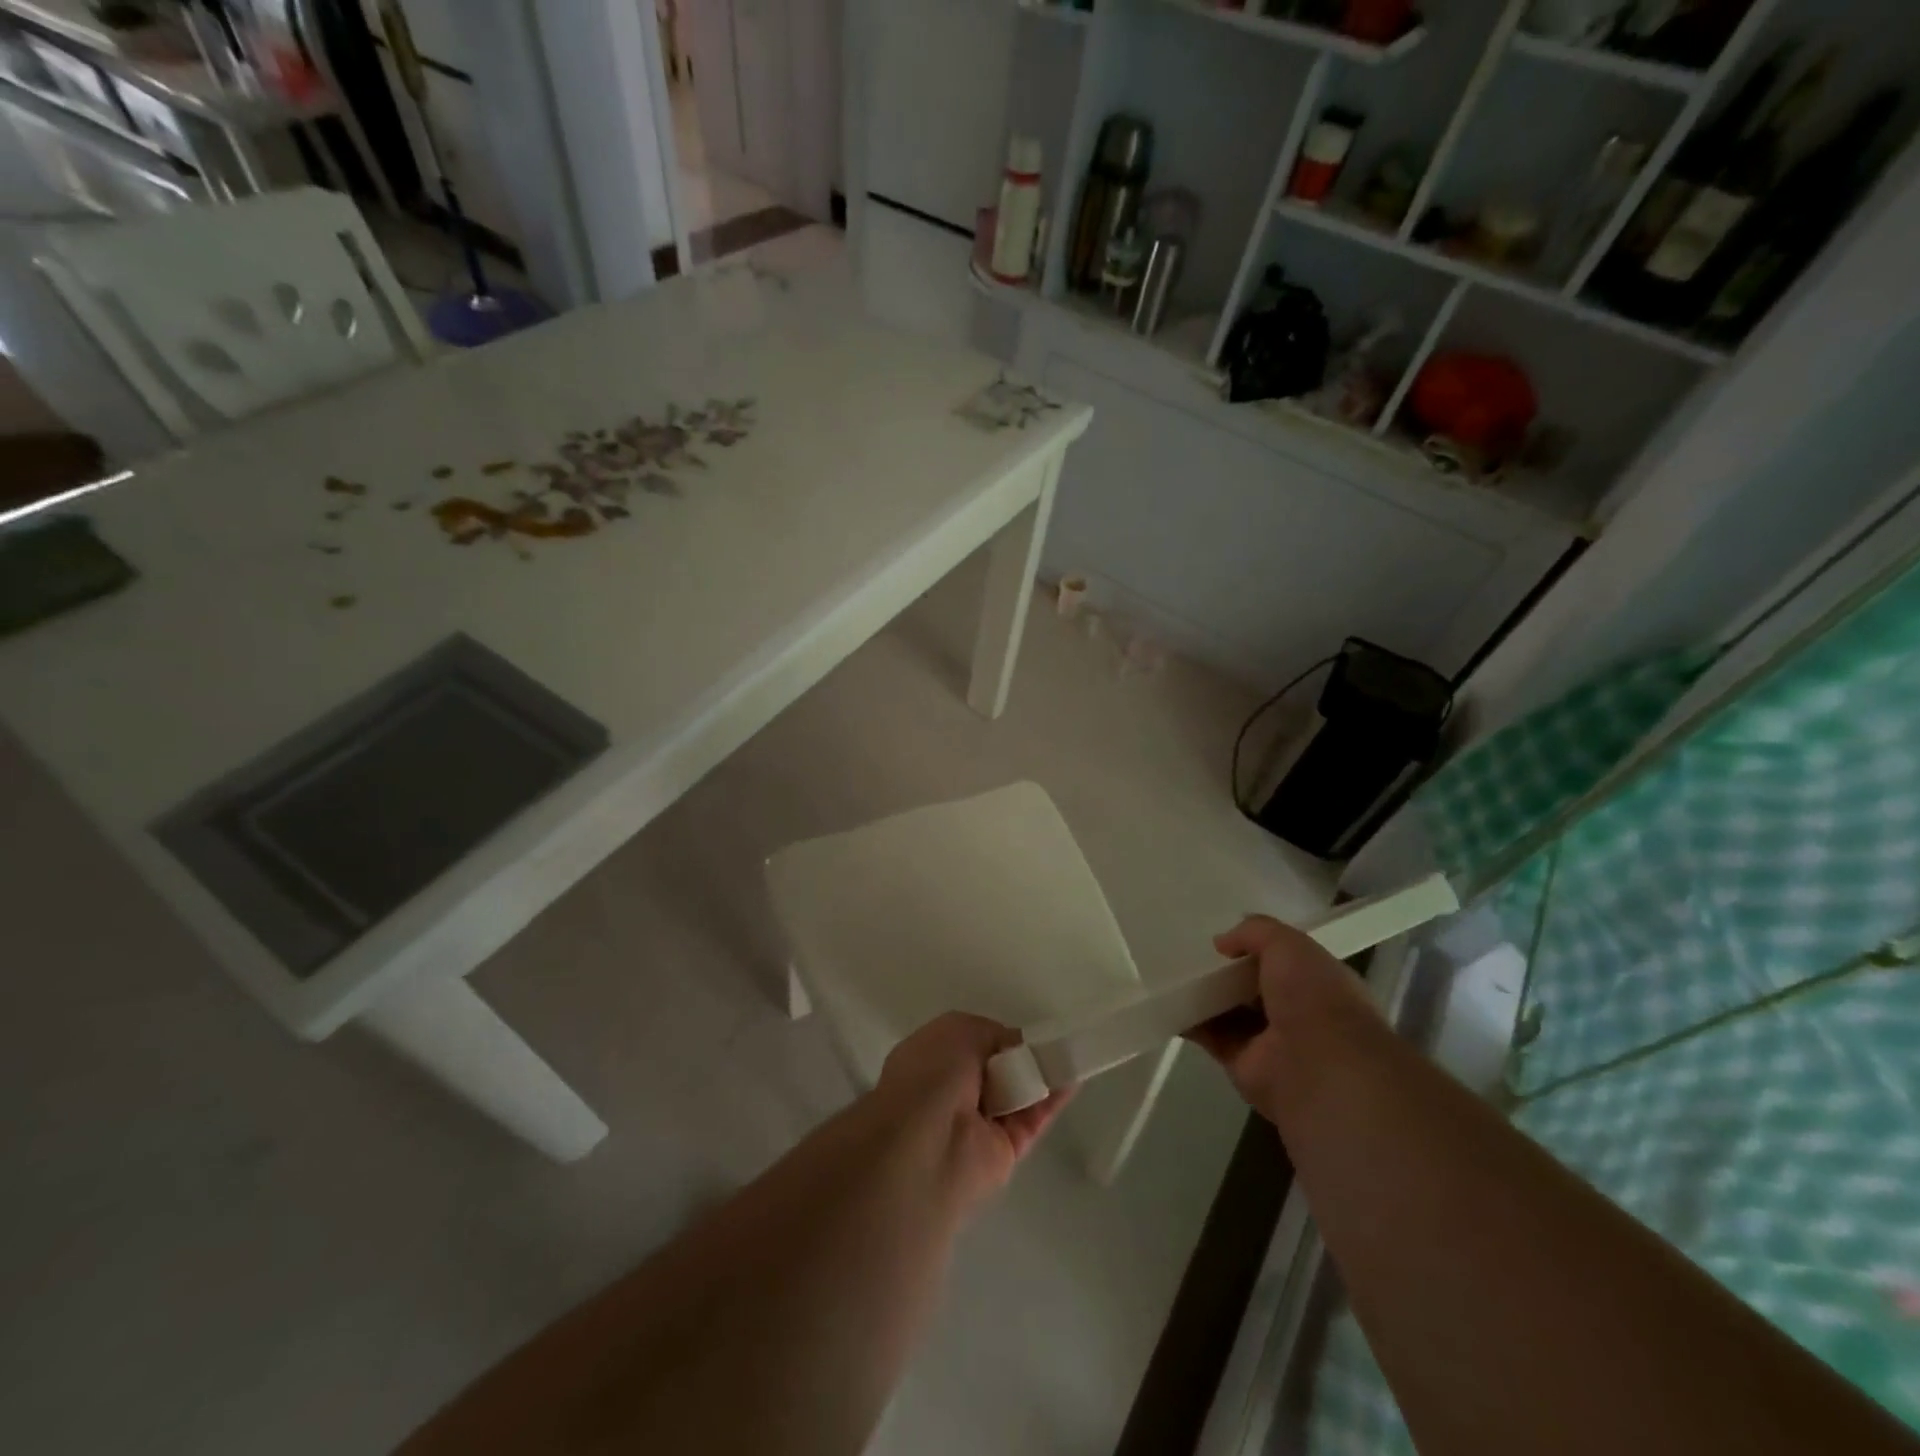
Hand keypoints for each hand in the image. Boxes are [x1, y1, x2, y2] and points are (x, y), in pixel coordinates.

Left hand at [874, 1012, 1073, 1209]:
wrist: (925, 1147)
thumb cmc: (931, 1074)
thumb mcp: (960, 1030)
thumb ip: (993, 1035)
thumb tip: (1017, 1047)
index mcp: (932, 1058)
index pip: (972, 1042)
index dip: (998, 1036)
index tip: (1025, 1031)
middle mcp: (952, 1090)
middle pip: (998, 1068)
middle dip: (1022, 1055)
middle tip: (1054, 1041)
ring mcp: (979, 1122)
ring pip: (1018, 1092)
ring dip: (1043, 1074)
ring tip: (1074, 1052)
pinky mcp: (1005, 1150)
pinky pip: (1033, 1118)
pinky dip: (1054, 1098)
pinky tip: (1075, 1076)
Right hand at [1185, 915, 1377, 1110]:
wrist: (1317, 1066)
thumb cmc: (1314, 996)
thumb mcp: (1289, 944)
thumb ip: (1255, 932)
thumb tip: (1223, 942)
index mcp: (1317, 981)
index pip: (1284, 960)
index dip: (1255, 947)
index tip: (1224, 939)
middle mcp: (1295, 1011)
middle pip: (1251, 985)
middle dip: (1225, 970)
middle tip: (1189, 952)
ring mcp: (1268, 1039)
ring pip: (1228, 1009)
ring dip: (1203, 994)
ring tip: (1170, 971)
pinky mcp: (1240, 1061)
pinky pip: (1209, 1035)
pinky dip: (1189, 1020)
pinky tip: (1166, 1000)